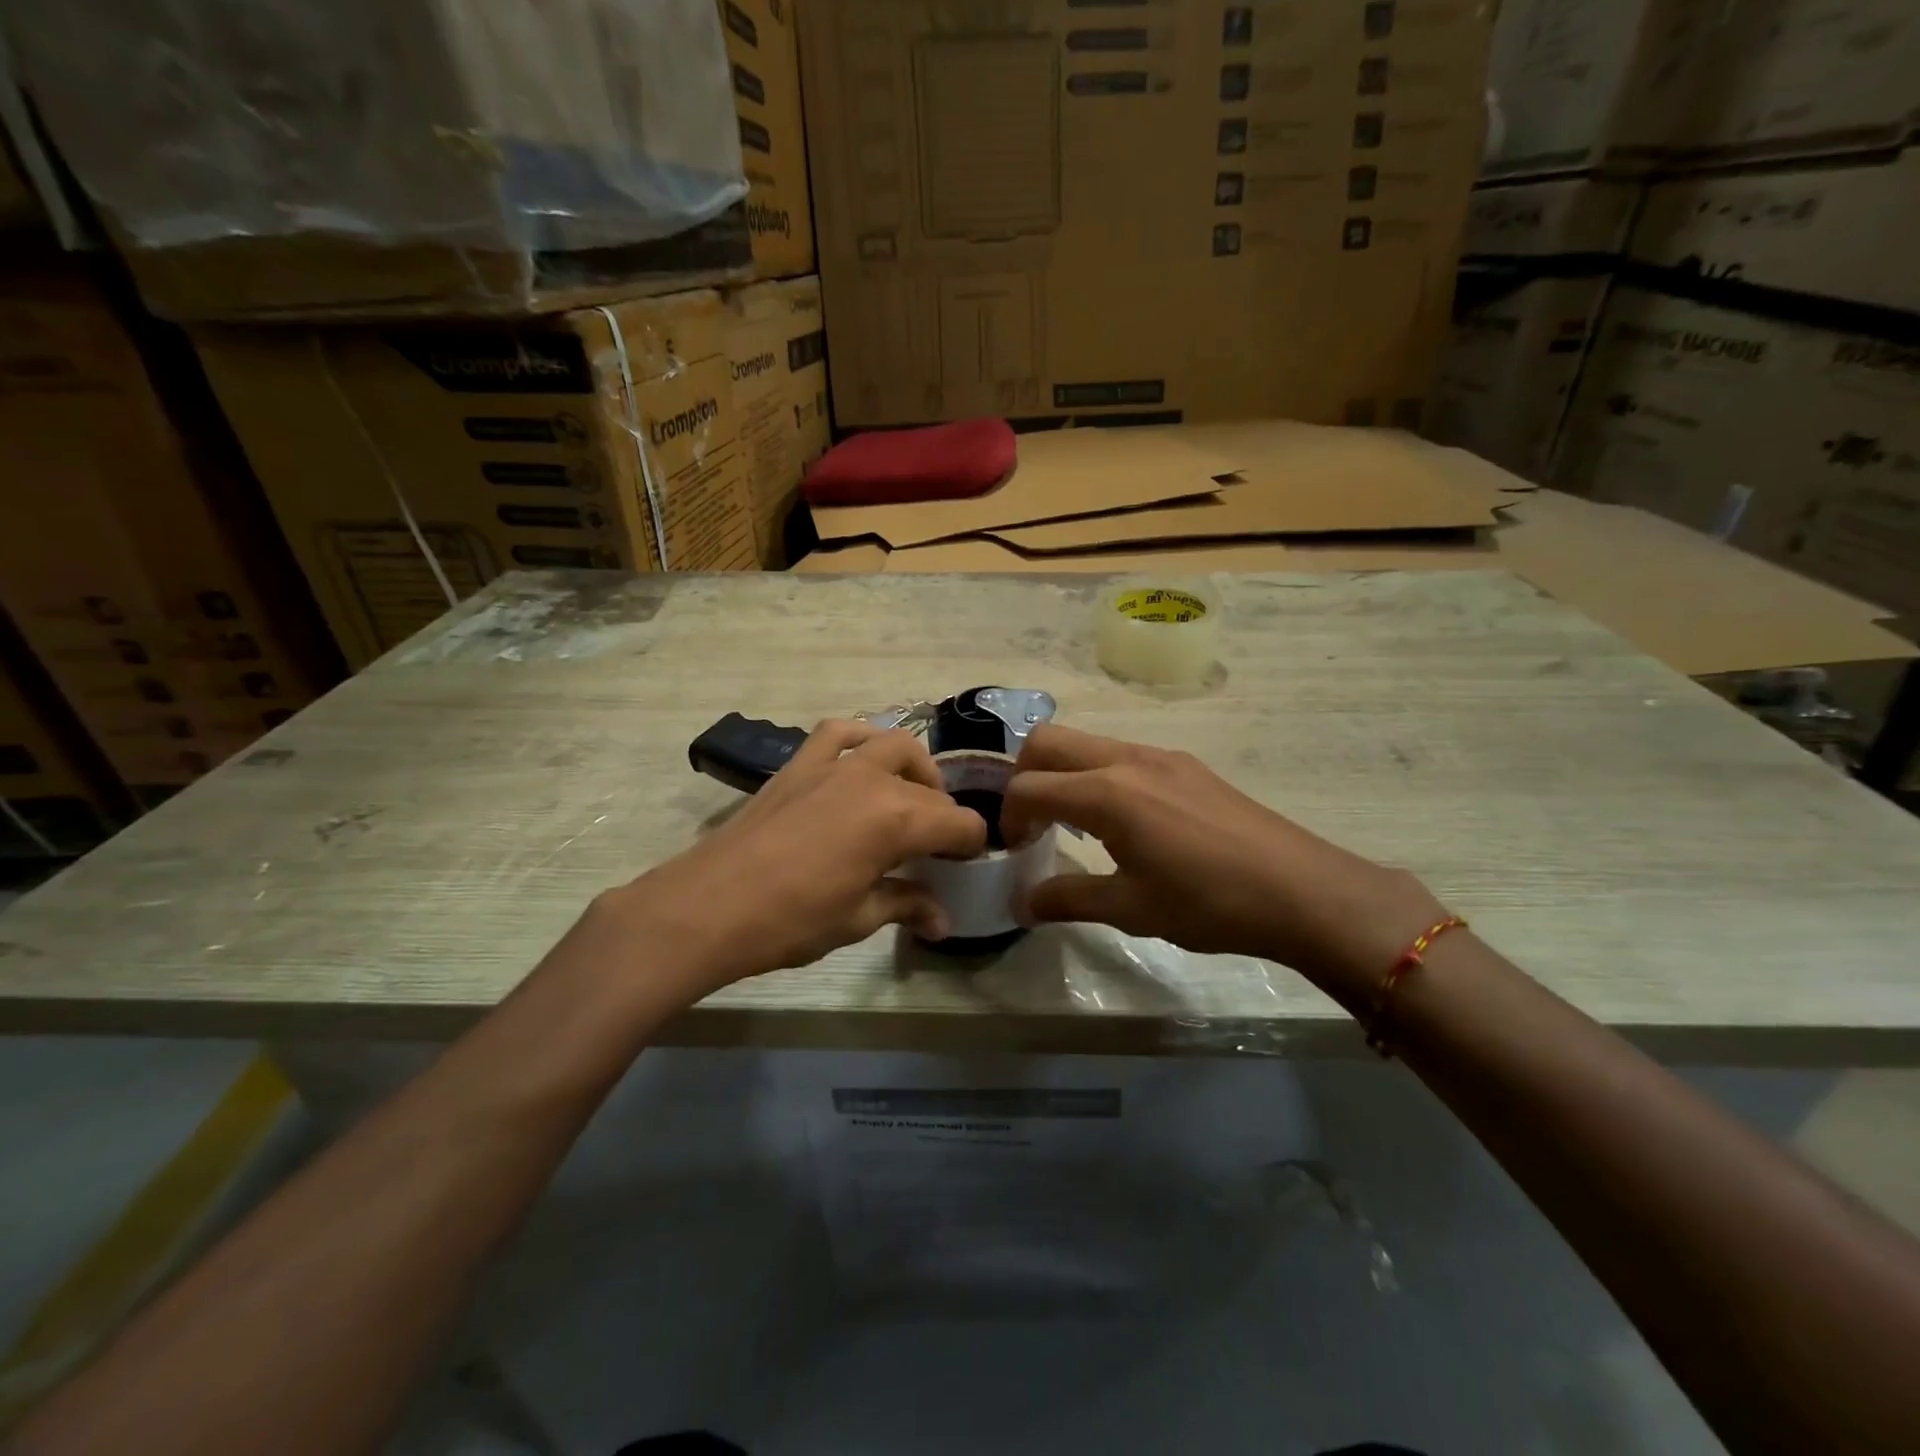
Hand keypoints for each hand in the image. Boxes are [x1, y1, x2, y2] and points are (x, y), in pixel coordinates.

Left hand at [592, 720, 986, 997]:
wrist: (708, 906)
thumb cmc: (791, 920)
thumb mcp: (858, 918)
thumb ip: (907, 906)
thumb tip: (942, 921)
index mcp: (896, 818)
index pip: (958, 824)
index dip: (971, 845)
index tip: (967, 865)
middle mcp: (873, 779)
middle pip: (930, 788)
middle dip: (945, 815)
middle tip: (938, 847)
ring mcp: (833, 765)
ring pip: (892, 745)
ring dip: (913, 769)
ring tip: (909, 798)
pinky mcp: (799, 765)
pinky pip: (839, 733)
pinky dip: (860, 738)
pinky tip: (861, 761)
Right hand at [1002, 724, 1447, 1003]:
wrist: (1302, 890)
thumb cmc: (1208, 903)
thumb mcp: (1131, 908)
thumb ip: (1067, 899)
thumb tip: (1022, 903)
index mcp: (1105, 793)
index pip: (1027, 787)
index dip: (1008, 817)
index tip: (1015, 850)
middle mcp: (1125, 759)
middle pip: (1047, 741)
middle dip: (1022, 776)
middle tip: (1031, 823)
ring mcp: (1159, 755)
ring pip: (1086, 743)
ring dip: (1063, 773)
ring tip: (1075, 826)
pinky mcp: (1185, 763)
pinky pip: (1120, 754)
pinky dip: (1098, 775)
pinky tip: (1122, 822)